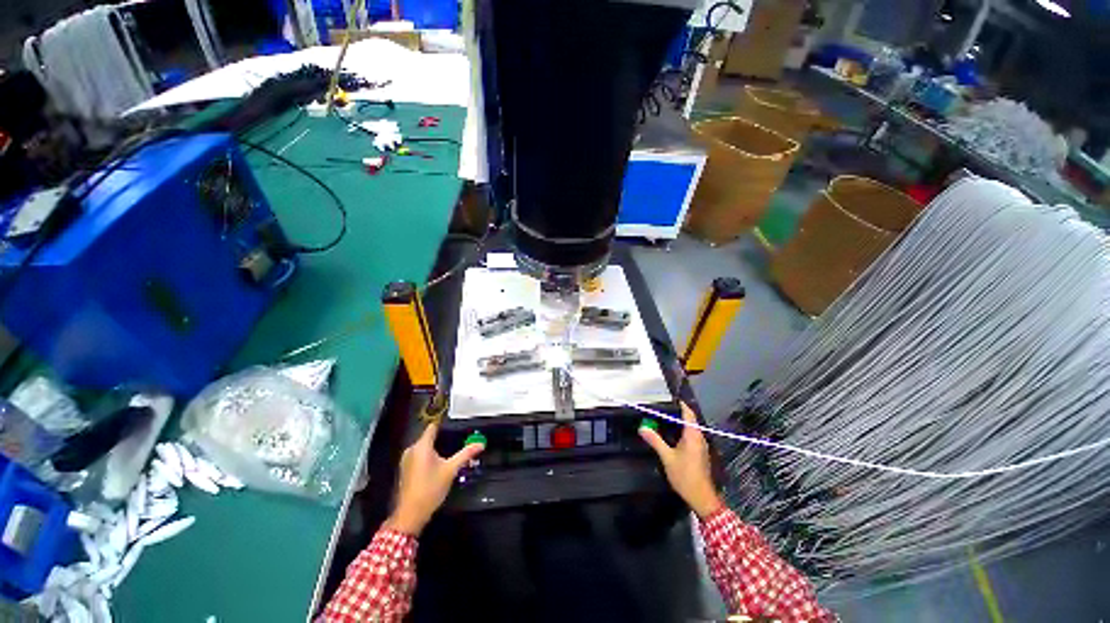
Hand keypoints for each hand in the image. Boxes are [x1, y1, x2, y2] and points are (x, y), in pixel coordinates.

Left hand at [385, 422, 484, 535]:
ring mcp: (406, 460)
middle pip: (429, 437)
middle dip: (443, 438)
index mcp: (421, 446)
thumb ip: (466, 454)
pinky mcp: (405, 469)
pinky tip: (439, 463)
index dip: (444, 424)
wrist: (410, 514)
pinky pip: (419, 456)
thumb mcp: (451, 470)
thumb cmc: (430, 488)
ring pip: (424, 447)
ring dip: (436, 448)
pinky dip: (429, 456)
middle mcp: (411, 449)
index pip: (433, 426)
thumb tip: (481, 444)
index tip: (457, 424)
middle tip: (459, 439)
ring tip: (451, 450)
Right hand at [638, 403, 722, 519]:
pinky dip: (682, 432)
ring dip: (680, 423)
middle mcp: (699, 438)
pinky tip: (671, 436)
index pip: (689, 413)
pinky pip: (691, 436)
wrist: (701, 497)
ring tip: (664, 420)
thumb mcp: (667, 457)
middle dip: (678, 413)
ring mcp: (701, 446)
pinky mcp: (700, 453)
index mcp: (693, 435)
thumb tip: (642, 428)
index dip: (681, 405)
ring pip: (691, 429)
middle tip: (662, 410)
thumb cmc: (685, 475)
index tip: (670, 399)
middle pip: (690, 420)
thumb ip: (655, 440)